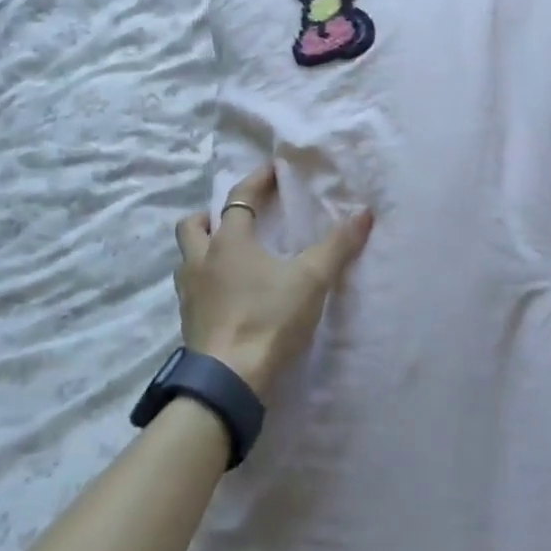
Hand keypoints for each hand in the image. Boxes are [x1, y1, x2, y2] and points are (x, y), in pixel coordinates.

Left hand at [175, 164, 372, 398]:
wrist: (229, 379)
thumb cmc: (268, 319)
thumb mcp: (311, 280)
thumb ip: (337, 246)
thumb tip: (364, 213)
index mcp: (229, 241)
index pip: (238, 198)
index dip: (256, 181)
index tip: (272, 170)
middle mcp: (201, 260)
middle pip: (193, 225)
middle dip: (210, 216)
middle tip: (232, 219)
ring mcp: (189, 292)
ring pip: (186, 258)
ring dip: (202, 250)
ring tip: (228, 257)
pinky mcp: (188, 321)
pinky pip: (190, 289)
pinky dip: (205, 282)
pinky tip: (225, 295)